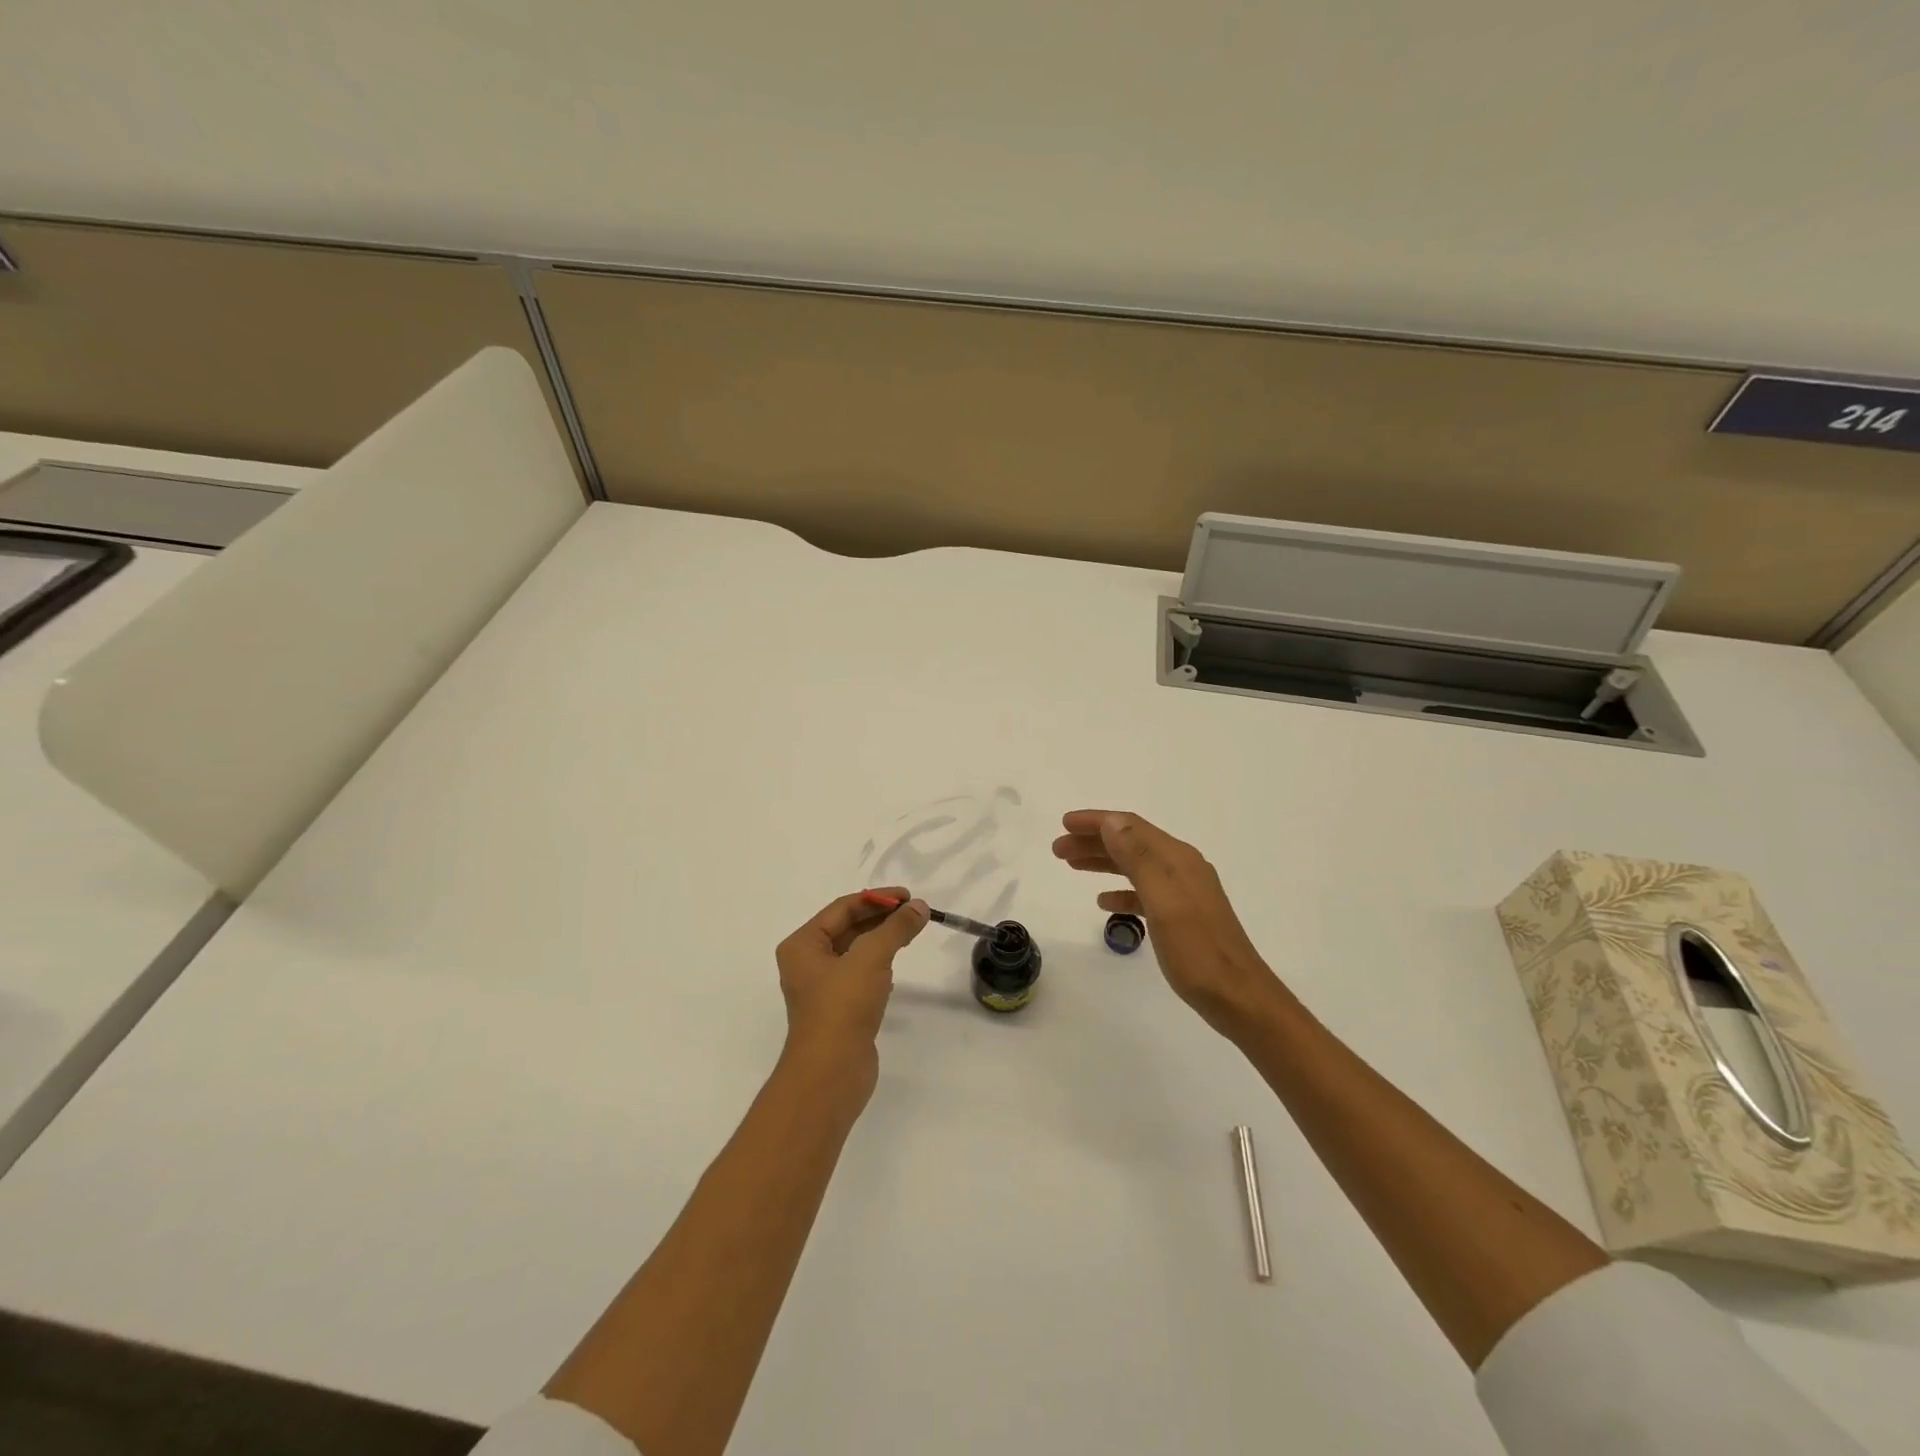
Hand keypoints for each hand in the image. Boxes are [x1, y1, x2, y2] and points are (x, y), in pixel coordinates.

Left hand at [776, 888, 928, 1070]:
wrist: (831, 1074)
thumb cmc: (842, 1007)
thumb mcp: (871, 958)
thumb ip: (896, 928)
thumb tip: (919, 906)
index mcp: (803, 945)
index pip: (842, 908)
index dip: (876, 898)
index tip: (908, 896)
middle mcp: (807, 962)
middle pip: (848, 927)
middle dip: (880, 918)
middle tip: (914, 912)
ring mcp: (822, 988)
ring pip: (855, 952)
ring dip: (881, 940)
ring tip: (909, 933)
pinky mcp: (839, 1009)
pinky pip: (860, 975)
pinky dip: (878, 965)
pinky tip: (895, 968)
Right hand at [1052, 811, 1279, 1034]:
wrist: (1238, 997)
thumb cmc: (1197, 950)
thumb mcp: (1163, 901)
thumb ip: (1137, 858)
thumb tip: (1112, 821)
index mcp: (1177, 859)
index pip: (1130, 826)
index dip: (1096, 821)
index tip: (1064, 824)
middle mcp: (1182, 867)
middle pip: (1130, 843)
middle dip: (1093, 841)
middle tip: (1058, 849)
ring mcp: (1184, 892)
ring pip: (1135, 865)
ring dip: (1103, 862)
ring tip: (1072, 866)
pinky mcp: (1183, 915)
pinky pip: (1144, 892)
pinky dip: (1121, 890)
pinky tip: (1104, 902)